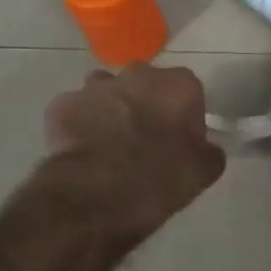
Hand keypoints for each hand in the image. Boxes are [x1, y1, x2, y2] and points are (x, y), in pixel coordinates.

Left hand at [30, 63, 225, 246]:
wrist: (95, 196)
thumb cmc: (159, 178)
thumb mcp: (204, 171)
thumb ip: (209, 150)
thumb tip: (203, 148)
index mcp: (178, 84)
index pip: (190, 93)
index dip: (186, 117)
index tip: (182, 142)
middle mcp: (137, 74)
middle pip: (147, 86)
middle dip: (148, 106)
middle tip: (147, 142)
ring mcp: (95, 87)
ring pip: (109, 93)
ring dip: (113, 111)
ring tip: (112, 146)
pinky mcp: (61, 105)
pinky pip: (77, 111)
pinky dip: (81, 125)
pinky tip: (85, 151)